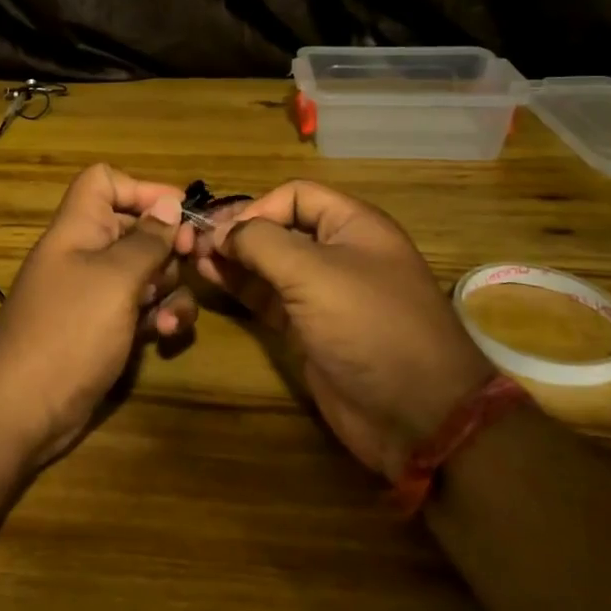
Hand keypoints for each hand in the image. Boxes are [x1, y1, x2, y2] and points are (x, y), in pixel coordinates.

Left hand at [0, 165, 198, 467]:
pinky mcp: (104, 330)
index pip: (103, 182)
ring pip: (144, 272)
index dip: (140, 189)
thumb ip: (146, 240)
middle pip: (133, 228)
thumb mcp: (115, 279)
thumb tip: (170, 203)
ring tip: (171, 314)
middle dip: (167, 244)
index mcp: (78, 229)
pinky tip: (165, 334)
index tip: (179, 212)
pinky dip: (157, 316)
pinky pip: (140, 310)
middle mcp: (85, 256)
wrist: (22, 409)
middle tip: (191, 260)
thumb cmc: (69, 330)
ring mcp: (94, 295)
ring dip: (168, 287)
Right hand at [194, 181, 493, 479]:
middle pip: (280, 227)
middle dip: (239, 231)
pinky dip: (243, 287)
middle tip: (193, 241)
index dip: (257, 206)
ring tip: (194, 258)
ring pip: (271, 264)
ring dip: (234, 258)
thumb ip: (262, 243)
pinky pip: (270, 297)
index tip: (221, 231)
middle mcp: (339, 252)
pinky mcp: (310, 328)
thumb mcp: (313, 273)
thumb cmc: (368, 326)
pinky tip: (213, 280)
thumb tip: (222, 232)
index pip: (296, 195)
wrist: (416, 415)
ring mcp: (324, 293)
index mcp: (354, 226)